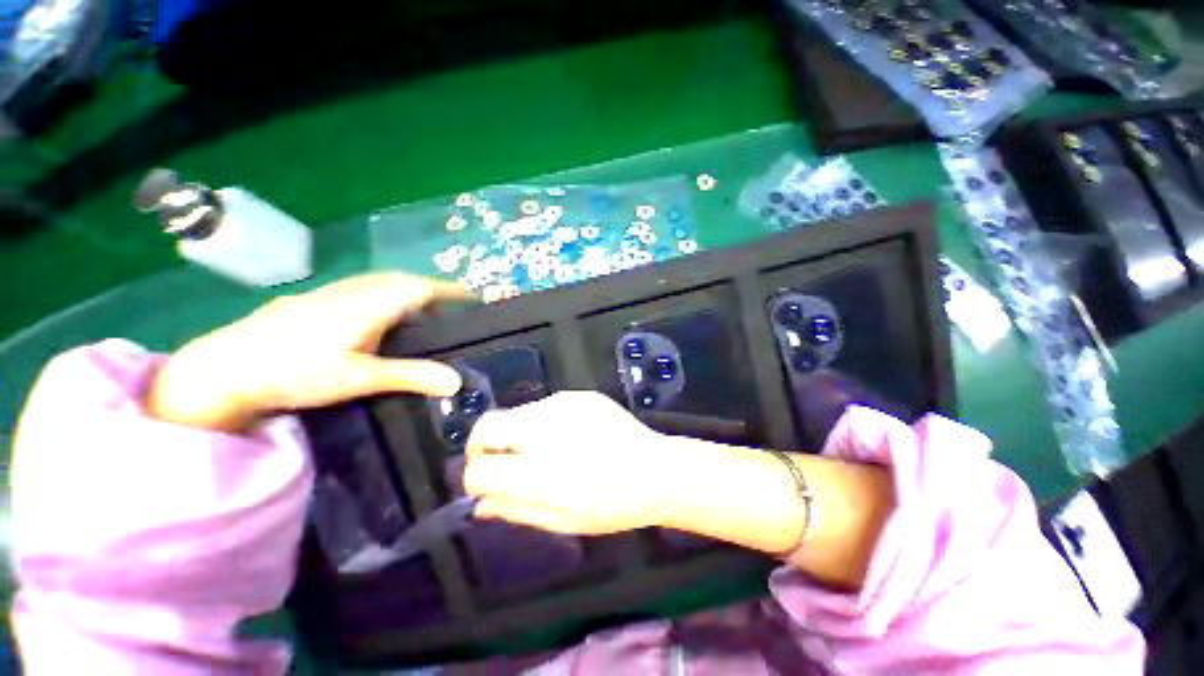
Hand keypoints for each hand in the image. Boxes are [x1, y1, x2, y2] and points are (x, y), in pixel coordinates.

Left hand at [146, 273, 470, 431]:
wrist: (224, 368)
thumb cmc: (296, 372)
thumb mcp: (360, 379)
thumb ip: (410, 376)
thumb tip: (456, 381)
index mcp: (369, 306)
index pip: (420, 288)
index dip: (449, 290)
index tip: (472, 295)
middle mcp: (352, 292)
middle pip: (401, 280)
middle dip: (430, 288)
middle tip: (450, 306)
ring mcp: (327, 294)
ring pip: (378, 282)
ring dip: (405, 289)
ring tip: (419, 308)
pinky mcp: (310, 302)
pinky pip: (359, 288)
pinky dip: (381, 294)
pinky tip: (374, 313)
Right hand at [463, 391, 675, 535]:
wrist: (654, 469)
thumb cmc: (611, 505)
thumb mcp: (561, 520)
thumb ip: (515, 510)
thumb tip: (480, 503)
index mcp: (535, 474)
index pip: (478, 469)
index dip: (476, 477)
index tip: (487, 482)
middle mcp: (542, 433)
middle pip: (485, 426)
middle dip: (481, 444)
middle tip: (500, 459)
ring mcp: (560, 407)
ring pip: (515, 413)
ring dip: (517, 432)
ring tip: (544, 449)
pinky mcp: (577, 396)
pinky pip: (545, 406)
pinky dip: (543, 422)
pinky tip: (569, 435)